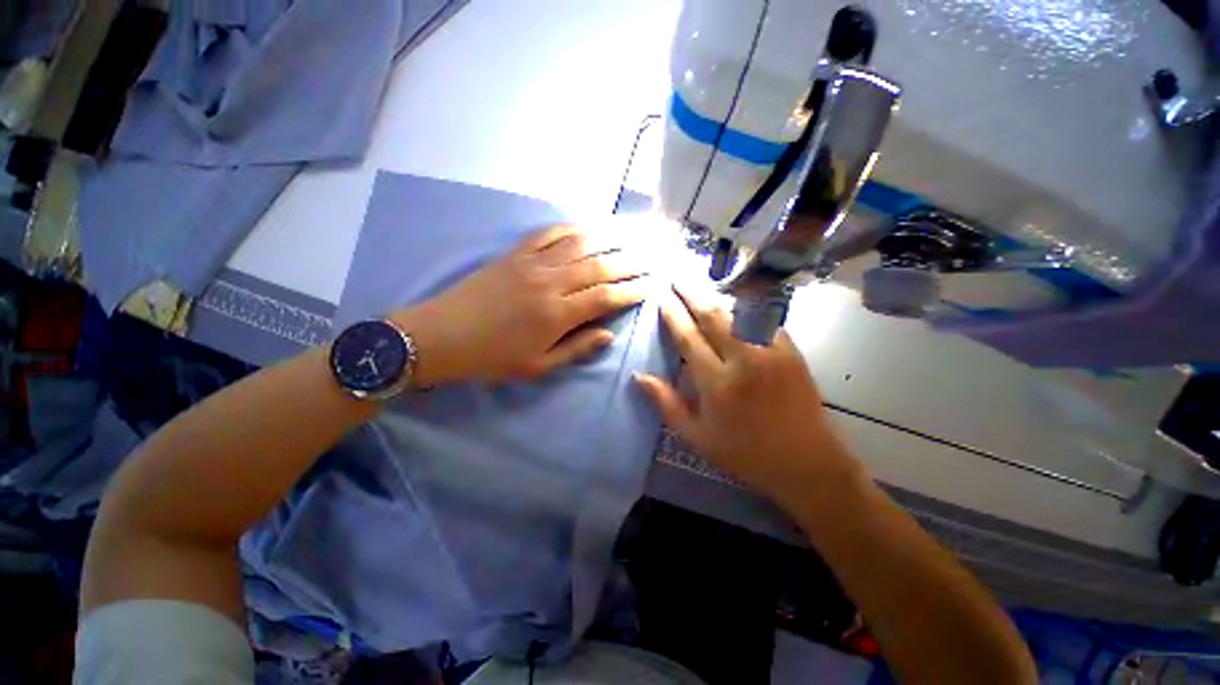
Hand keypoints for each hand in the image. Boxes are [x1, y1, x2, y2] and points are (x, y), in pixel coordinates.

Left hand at [392, 225, 647, 384]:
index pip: (605, 297)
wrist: (441, 336)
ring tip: (630, 235)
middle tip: (652, 257)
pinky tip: (587, 226)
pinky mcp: (514, 254)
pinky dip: (571, 228)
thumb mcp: (538, 366)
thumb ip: (577, 349)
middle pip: (599, 266)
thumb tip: (609, 335)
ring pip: (578, 244)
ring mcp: (531, 263)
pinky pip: (548, 234)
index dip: (630, 291)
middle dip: (630, 261)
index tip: (650, 286)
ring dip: (608, 238)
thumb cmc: (493, 358)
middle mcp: (550, 282)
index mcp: (557, 314)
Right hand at [635, 286, 866, 511]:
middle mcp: (744, 360)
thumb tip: (639, 376)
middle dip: (691, 294)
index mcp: (718, 383)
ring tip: (700, 287)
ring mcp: (772, 352)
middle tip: (676, 279)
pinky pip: (764, 319)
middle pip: (713, 316)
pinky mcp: (791, 350)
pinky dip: (745, 307)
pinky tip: (734, 302)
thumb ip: (667, 404)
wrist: (807, 462)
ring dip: (716, 297)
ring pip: (738, 312)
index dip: (672, 315)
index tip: (661, 297)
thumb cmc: (745, 453)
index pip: (688, 338)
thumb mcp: (697, 437)